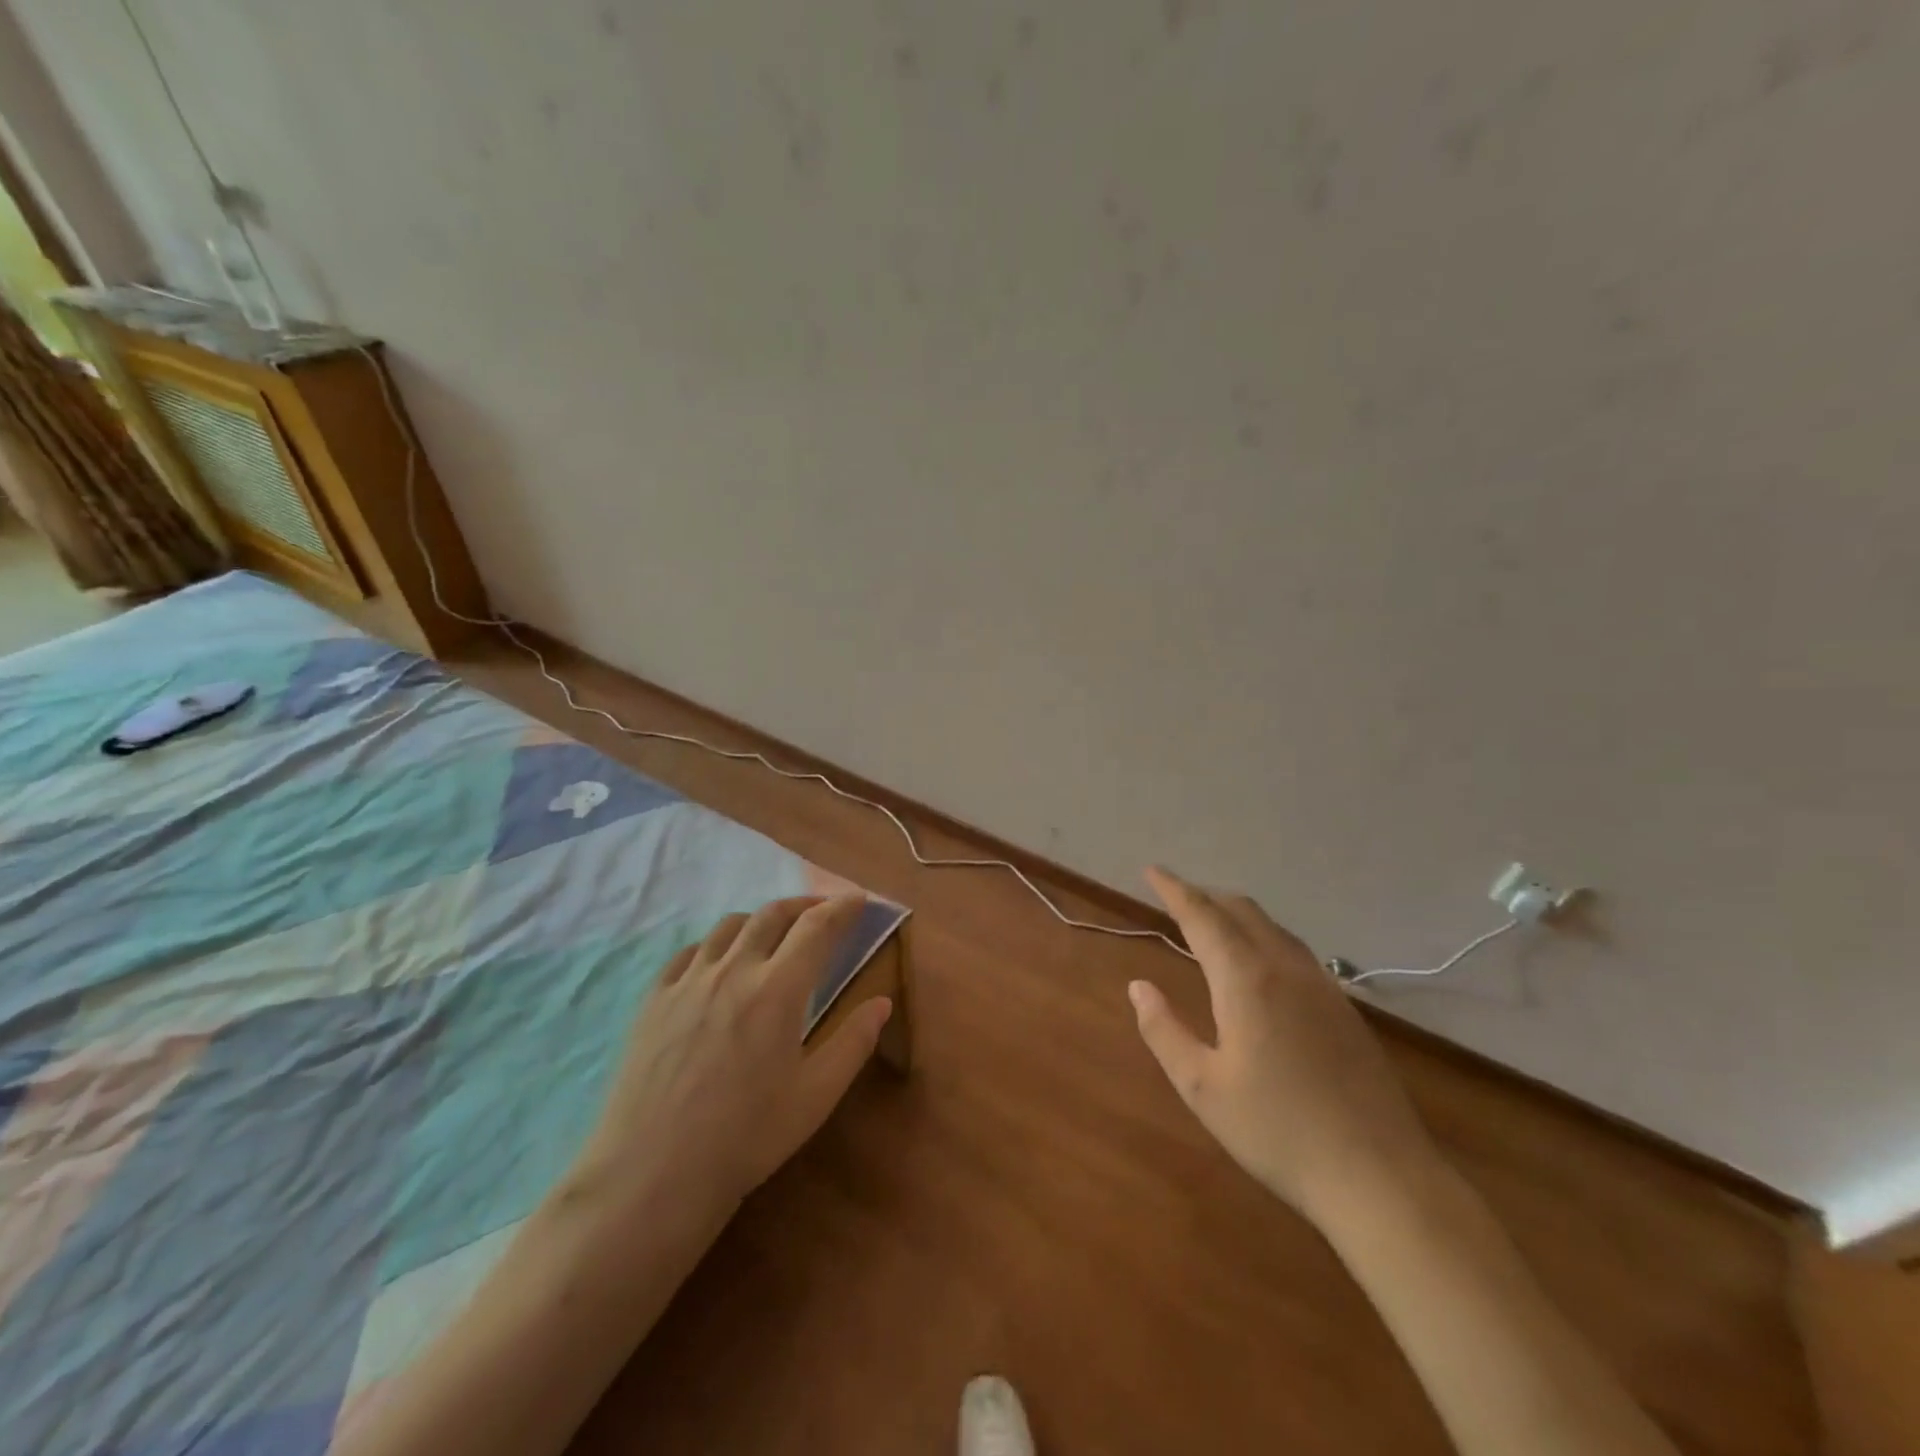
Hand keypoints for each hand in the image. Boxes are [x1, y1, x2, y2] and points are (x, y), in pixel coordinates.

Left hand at [568, 896, 892, 1227]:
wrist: (652, 1174)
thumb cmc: (746, 1138)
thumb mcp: (816, 1096)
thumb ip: (854, 1042)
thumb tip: (882, 1002)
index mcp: (778, 989)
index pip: (818, 927)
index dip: (842, 907)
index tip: (858, 900)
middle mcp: (734, 969)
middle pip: (773, 914)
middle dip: (804, 904)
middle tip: (822, 912)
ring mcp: (689, 980)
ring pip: (730, 925)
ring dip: (761, 919)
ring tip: (773, 933)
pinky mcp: (655, 998)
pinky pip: (690, 951)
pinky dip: (716, 944)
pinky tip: (718, 963)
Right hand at [1128, 867, 1440, 1223]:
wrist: (1381, 1177)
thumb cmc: (1278, 1131)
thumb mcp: (1202, 1087)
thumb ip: (1164, 1030)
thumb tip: (1139, 987)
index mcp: (1246, 980)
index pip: (1202, 917)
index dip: (1174, 890)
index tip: (1152, 870)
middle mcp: (1285, 969)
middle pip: (1241, 911)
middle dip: (1204, 895)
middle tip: (1175, 896)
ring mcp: (1322, 986)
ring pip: (1272, 928)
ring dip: (1236, 913)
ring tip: (1211, 922)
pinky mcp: (1344, 1009)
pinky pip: (1295, 950)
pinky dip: (1264, 936)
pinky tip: (1260, 963)